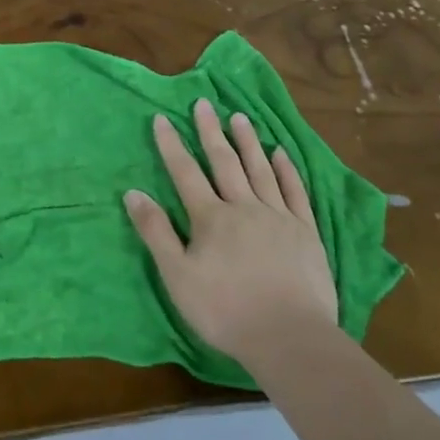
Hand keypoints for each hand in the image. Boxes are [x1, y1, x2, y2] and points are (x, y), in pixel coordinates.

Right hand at [123, 99, 337, 370]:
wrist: (289, 336)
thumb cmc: (225, 310)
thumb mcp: (177, 276)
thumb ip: (156, 232)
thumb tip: (133, 192)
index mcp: (211, 218)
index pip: (185, 172)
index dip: (171, 144)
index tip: (162, 118)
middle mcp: (244, 206)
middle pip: (224, 162)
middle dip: (210, 131)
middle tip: (204, 103)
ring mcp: (278, 216)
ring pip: (260, 169)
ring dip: (248, 141)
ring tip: (239, 117)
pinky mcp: (306, 231)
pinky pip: (294, 191)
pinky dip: (286, 169)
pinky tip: (281, 152)